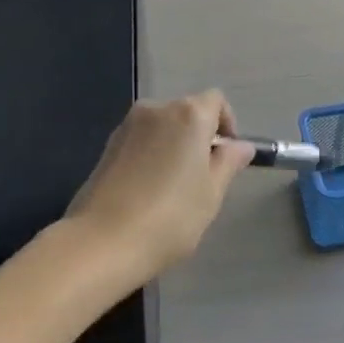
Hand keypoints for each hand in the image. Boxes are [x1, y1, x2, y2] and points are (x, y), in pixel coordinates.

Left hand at [66, 91, 255, 281]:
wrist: (103, 241)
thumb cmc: (170, 217)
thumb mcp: (211, 193)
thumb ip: (228, 163)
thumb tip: (240, 146)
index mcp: (188, 115)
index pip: (216, 101)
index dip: (227, 124)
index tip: (227, 157)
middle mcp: (156, 109)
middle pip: (187, 112)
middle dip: (200, 137)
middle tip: (204, 178)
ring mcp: (127, 126)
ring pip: (162, 128)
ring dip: (174, 147)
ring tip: (175, 188)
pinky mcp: (107, 146)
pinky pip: (141, 141)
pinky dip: (152, 156)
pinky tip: (149, 191)